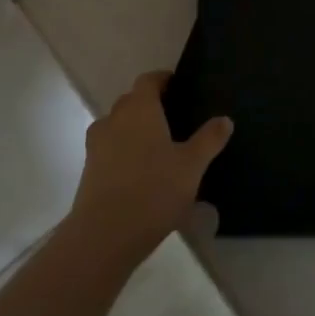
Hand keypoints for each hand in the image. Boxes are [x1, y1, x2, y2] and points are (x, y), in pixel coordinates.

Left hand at [70, 71, 232, 265]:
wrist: (104, 235)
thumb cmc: (153, 191)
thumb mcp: (191, 166)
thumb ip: (209, 139)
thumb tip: (225, 119)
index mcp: (139, 109)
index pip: (148, 80)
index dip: (162, 79)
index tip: (178, 86)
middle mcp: (114, 119)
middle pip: (131, 101)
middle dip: (149, 104)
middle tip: (174, 118)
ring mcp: (97, 145)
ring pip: (117, 125)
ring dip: (134, 129)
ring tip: (157, 146)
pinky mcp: (89, 170)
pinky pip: (109, 149)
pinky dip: (123, 151)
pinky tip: (140, 172)